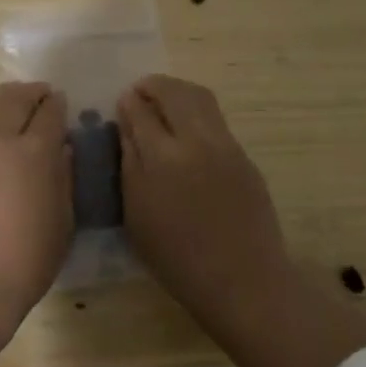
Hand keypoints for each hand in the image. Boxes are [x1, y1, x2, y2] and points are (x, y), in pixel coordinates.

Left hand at [0, 81, 72, 328]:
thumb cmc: (25, 260)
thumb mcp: (62, 223)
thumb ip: (63, 180)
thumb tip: (61, 152)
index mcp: (34, 151)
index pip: (49, 112)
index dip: (58, 105)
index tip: (62, 103)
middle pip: (14, 98)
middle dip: (31, 92)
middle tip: (42, 95)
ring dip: (6, 100)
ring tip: (18, 107)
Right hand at [117, 74, 291, 328]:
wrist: (243, 281)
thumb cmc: (178, 257)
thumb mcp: (137, 213)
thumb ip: (129, 163)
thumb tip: (126, 126)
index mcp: (162, 157)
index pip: (140, 111)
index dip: (129, 102)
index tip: (122, 102)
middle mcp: (195, 140)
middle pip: (172, 92)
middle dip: (152, 86)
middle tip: (140, 93)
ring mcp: (224, 144)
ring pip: (199, 96)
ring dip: (176, 91)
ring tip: (163, 101)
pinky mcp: (243, 154)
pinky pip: (215, 117)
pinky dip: (196, 109)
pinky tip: (187, 127)